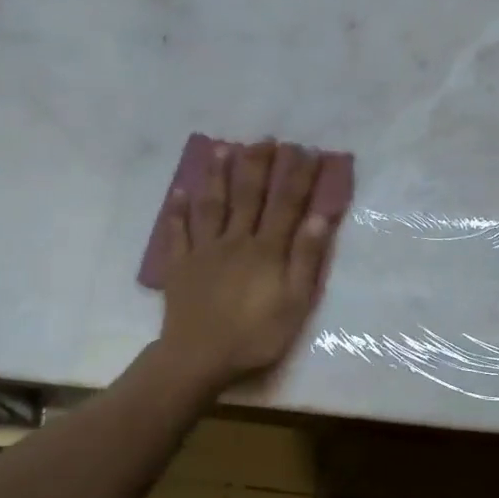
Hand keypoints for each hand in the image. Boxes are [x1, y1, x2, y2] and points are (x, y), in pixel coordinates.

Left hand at [158, 141, 333, 390]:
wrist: (199, 358)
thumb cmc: (255, 335)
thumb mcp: (295, 303)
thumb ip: (306, 259)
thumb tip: (320, 216)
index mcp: (266, 250)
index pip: (286, 204)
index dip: (298, 176)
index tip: (307, 150)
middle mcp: (235, 240)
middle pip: (247, 195)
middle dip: (258, 164)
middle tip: (266, 139)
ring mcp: (204, 251)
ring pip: (211, 205)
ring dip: (218, 175)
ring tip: (222, 148)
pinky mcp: (180, 266)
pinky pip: (178, 232)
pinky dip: (178, 211)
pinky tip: (179, 192)